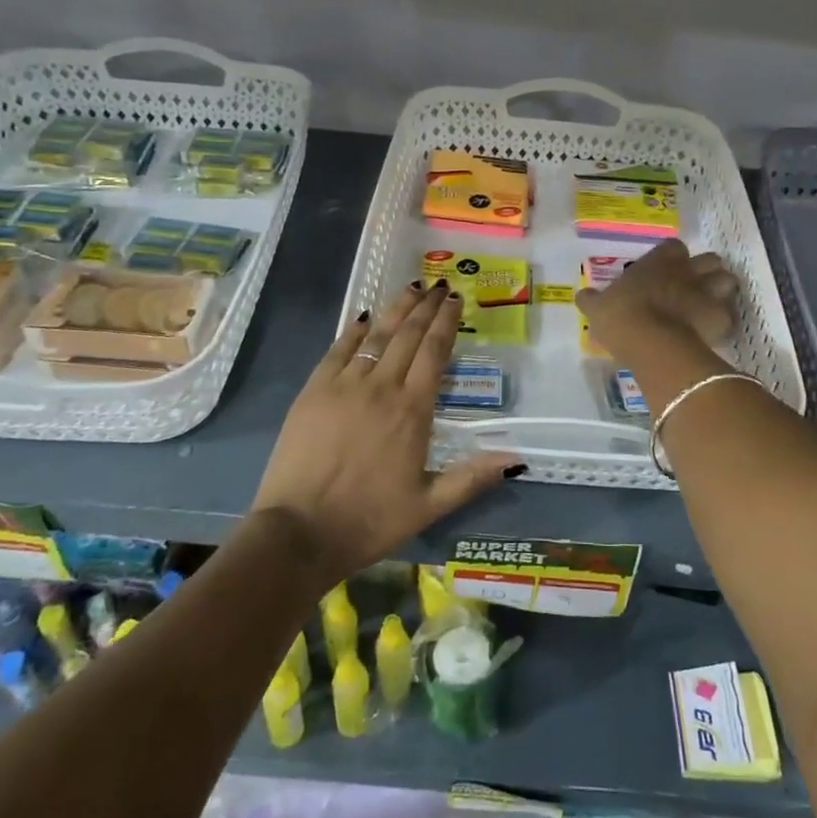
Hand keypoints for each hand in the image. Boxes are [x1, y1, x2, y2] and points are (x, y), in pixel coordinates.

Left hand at [250, 282, 522, 581]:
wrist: (299, 532)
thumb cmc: (369, 521)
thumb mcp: (429, 506)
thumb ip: (472, 478)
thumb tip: (517, 460)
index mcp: (413, 411)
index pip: (435, 352)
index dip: (446, 322)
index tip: (455, 299)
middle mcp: (382, 387)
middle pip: (408, 335)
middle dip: (426, 306)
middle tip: (438, 285)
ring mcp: (344, 385)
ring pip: (376, 335)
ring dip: (396, 309)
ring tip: (411, 288)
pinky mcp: (314, 390)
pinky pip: (339, 349)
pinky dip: (354, 330)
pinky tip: (365, 317)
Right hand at [577, 239, 739, 351]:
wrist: (652, 343)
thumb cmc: (622, 317)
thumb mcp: (598, 308)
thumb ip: (592, 300)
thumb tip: (582, 295)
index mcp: (659, 261)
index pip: (674, 247)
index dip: (673, 257)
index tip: (666, 270)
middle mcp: (687, 270)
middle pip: (710, 259)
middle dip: (705, 270)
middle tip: (692, 287)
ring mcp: (708, 292)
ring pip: (727, 281)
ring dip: (721, 291)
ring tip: (709, 305)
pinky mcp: (721, 318)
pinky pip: (729, 315)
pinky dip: (723, 321)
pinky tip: (712, 332)